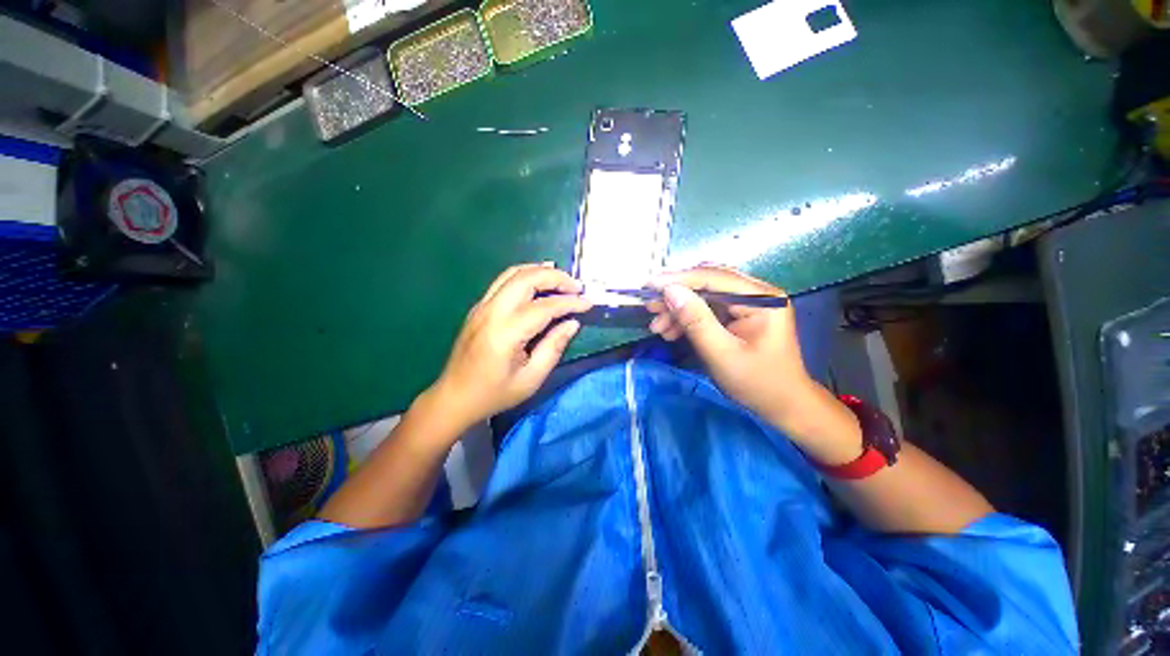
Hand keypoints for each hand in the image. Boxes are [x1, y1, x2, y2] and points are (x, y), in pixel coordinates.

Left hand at [428, 263, 590, 433]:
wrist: (454, 397)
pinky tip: (538, 280)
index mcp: (506, 332)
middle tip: (577, 287)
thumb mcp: (531, 378)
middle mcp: (492, 311)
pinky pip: (504, 281)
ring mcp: (482, 306)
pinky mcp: (479, 307)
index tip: (589, 303)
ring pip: (513, 273)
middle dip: (556, 277)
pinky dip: (525, 275)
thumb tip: (572, 323)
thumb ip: (554, 347)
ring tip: (562, 279)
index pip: (544, 306)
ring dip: (540, 271)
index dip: (570, 302)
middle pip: (527, 278)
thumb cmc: (494, 393)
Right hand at [646, 265, 841, 445]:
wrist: (783, 405)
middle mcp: (756, 293)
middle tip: (649, 307)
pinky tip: (671, 331)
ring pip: (703, 295)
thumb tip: (669, 291)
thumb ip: (695, 320)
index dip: (678, 279)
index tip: (648, 286)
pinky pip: (707, 309)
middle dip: (676, 294)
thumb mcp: (721, 354)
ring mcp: (748, 303)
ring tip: (657, 327)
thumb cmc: (757, 383)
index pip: (713, 277)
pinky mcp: (739, 314)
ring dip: (678, 309)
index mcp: (761, 298)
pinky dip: (687, 318)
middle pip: (707, 282)